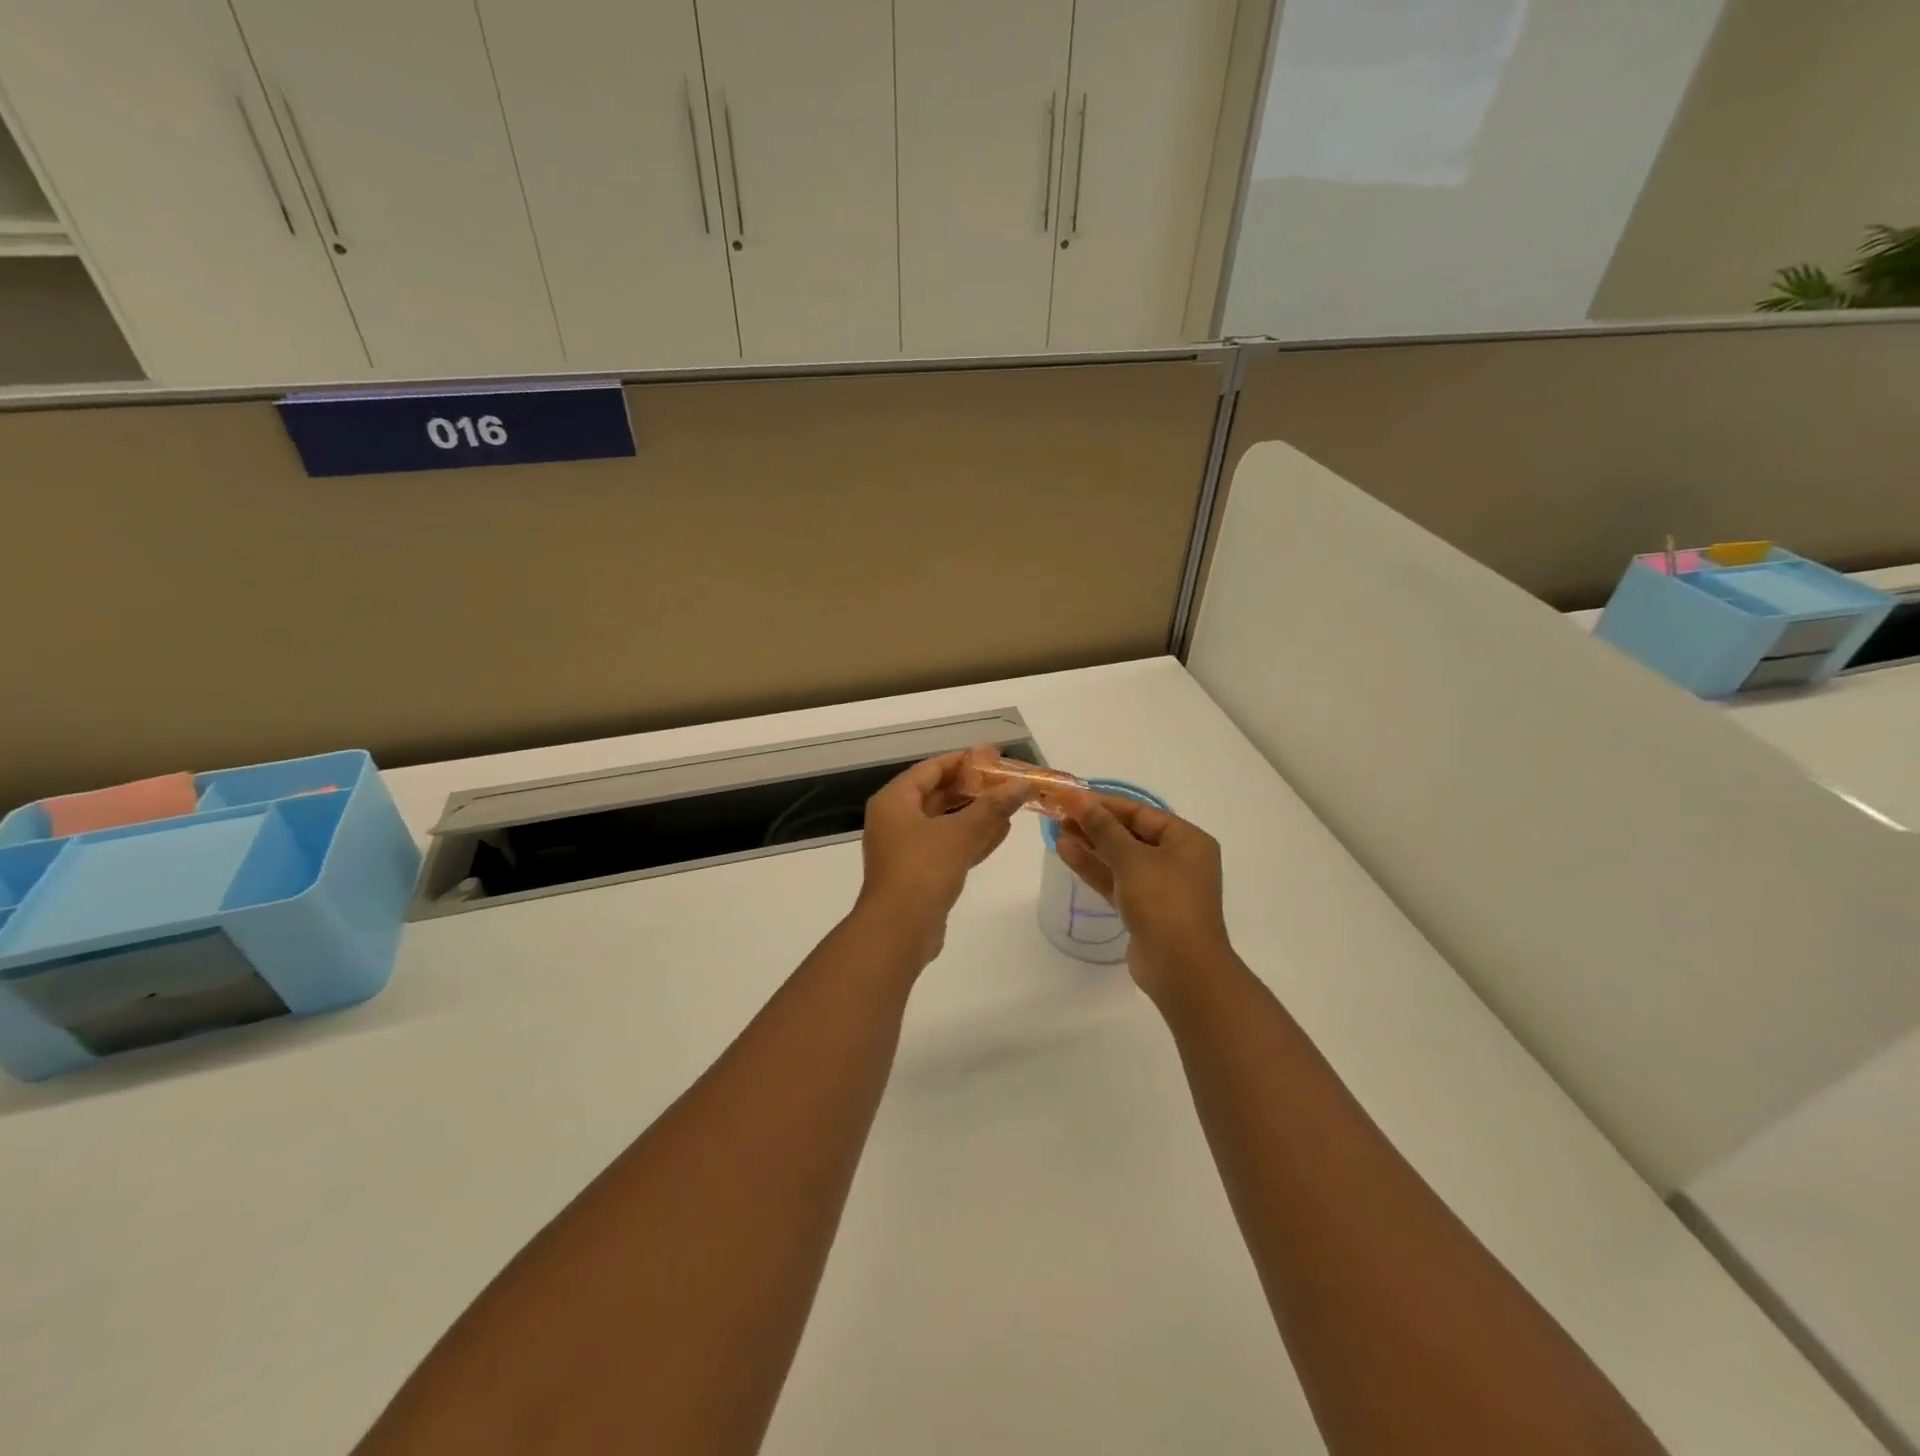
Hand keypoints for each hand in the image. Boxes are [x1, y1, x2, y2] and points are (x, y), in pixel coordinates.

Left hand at [854, 751, 1029, 965]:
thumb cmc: (923, 870)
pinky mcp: (920, 872)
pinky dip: (972, 837)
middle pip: (939, 794)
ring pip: (946, 821)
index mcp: (895, 801)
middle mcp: (896, 820)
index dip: (964, 760)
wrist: (899, 931)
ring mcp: (907, 848)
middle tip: (1007, 780)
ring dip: (977, 813)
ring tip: (1011, 803)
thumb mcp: (961, 833)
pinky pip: (949, 846)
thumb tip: (1023, 784)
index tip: (994, 755)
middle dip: (973, 788)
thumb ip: (993, 806)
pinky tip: (1002, 832)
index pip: (931, 769)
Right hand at [1054, 791, 1230, 1000]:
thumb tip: (1080, 800)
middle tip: (1060, 814)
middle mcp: (1177, 860)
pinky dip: (1094, 867)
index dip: (1105, 803)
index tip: (1072, 797)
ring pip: (1120, 858)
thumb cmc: (1164, 902)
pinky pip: (1116, 880)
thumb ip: (1104, 828)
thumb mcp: (1132, 859)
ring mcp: (1160, 887)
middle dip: (1095, 824)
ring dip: (1090, 845)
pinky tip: (1066, 852)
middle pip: (1130, 834)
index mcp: (1187, 840)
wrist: (1181, 968)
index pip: (1141, 812)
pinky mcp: (1143, 910)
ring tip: (1057, 830)